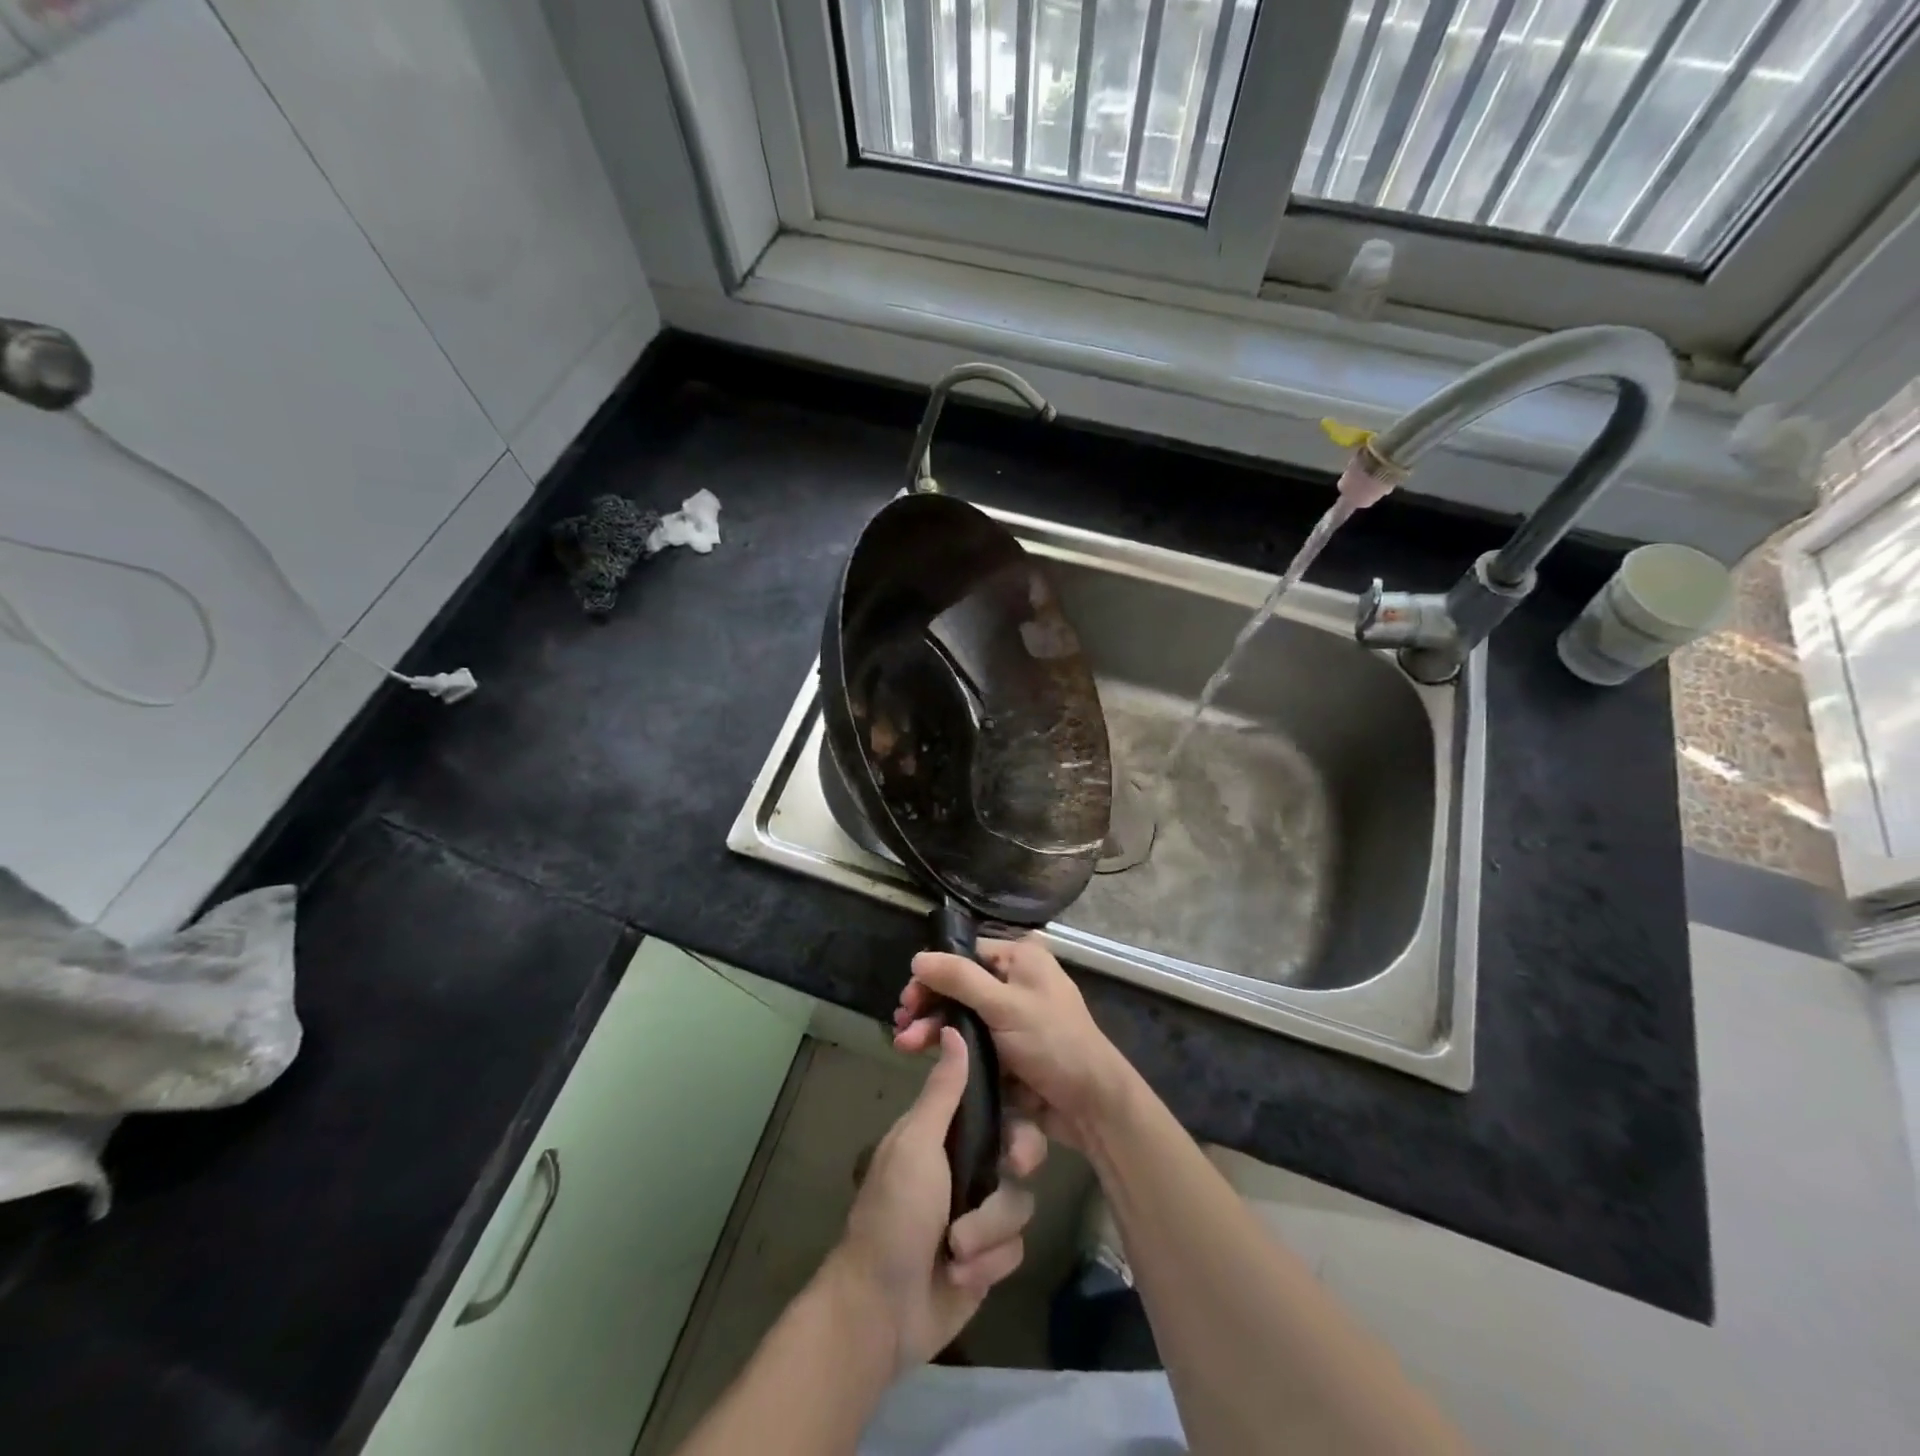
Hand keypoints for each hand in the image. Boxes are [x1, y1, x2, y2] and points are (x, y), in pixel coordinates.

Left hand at [829, 1025, 1046, 1372]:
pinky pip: (1015, 1247)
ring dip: (989, 1229)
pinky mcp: (990, 1256)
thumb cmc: (894, 1213)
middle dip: (1018, 1163)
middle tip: (1011, 1168)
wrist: (881, 1310)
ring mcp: (980, 1211)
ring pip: (1020, 1201)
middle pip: (1021, 1147)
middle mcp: (968, 1164)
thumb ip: (943, 1092)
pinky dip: (989, 1261)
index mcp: (947, 1131)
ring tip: (957, 1248)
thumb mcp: (917, 1144)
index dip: (1016, 1104)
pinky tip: (961, 1273)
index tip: (1025, 1110)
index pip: (996, 1102)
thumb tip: (953, 1029)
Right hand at [894, 936, 1134, 1151]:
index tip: (908, 998)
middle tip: (902, 1024)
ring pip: (961, 1015)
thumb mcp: (1005, 1005)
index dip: (934, 974)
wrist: (1090, 1104)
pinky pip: (970, 1041)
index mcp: (1021, 958)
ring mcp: (1010, 1017)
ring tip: (905, 1044)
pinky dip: (948, 1046)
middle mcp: (1015, 981)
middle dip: (928, 1005)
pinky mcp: (1006, 1049)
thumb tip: (917, 957)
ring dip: (932, 1027)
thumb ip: (960, 979)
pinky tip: (922, 1053)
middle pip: (959, 985)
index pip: (965, 954)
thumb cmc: (1052, 1042)